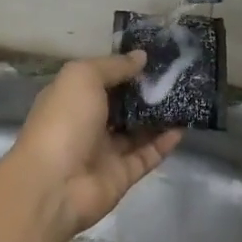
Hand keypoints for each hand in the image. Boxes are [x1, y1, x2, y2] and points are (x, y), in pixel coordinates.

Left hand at [8, 51, 181, 236]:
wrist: (54, 185)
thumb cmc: (64, 121)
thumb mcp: (83, 78)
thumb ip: (113, 66)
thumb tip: (141, 57)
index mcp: (72, 98)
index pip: (102, 79)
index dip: (125, 68)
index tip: (155, 57)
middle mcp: (88, 124)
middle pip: (123, 105)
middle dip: (147, 91)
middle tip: (178, 75)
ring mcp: (106, 151)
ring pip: (138, 130)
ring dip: (160, 116)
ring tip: (186, 97)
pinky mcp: (123, 175)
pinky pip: (148, 155)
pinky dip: (165, 142)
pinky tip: (184, 127)